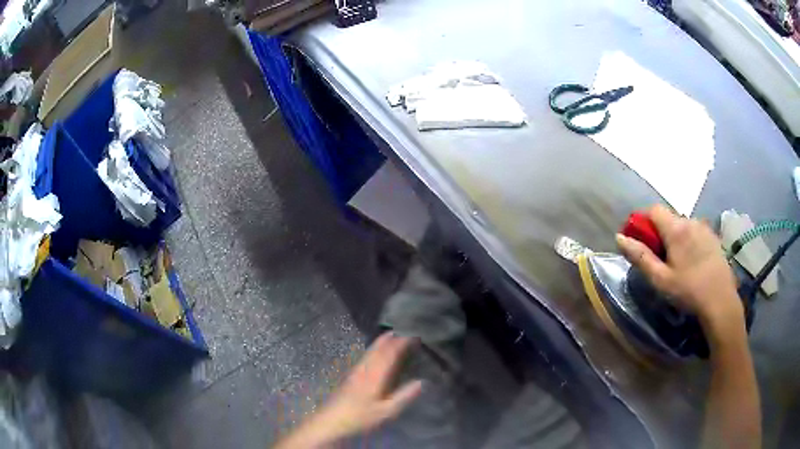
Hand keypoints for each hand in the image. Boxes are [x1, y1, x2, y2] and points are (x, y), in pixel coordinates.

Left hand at [275, 332, 422, 447]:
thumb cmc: (360, 417)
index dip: (401, 342)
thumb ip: (404, 396)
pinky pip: (365, 356)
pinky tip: (375, 352)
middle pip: (378, 348)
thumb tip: (422, 381)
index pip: (389, 353)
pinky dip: (374, 349)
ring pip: (370, 351)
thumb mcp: (386, 411)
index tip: (414, 334)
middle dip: (391, 338)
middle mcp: (364, 368)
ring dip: (382, 342)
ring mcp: (355, 371)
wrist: (331, 421)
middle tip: (404, 329)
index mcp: (375, 375)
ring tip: (392, 335)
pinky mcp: (350, 376)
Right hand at [615, 205, 742, 326]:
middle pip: (668, 218)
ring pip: (682, 225)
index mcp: (676, 228)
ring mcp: (704, 227)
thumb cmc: (688, 291)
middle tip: (660, 260)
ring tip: (678, 264)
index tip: (642, 243)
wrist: (720, 301)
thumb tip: (619, 237)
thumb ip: (640, 256)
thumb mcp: (660, 279)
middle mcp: (690, 221)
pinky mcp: (713, 237)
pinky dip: (689, 241)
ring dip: (676, 237)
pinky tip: (693, 263)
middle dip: (660, 233)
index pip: (653, 210)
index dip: (644, 222)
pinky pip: (695, 231)